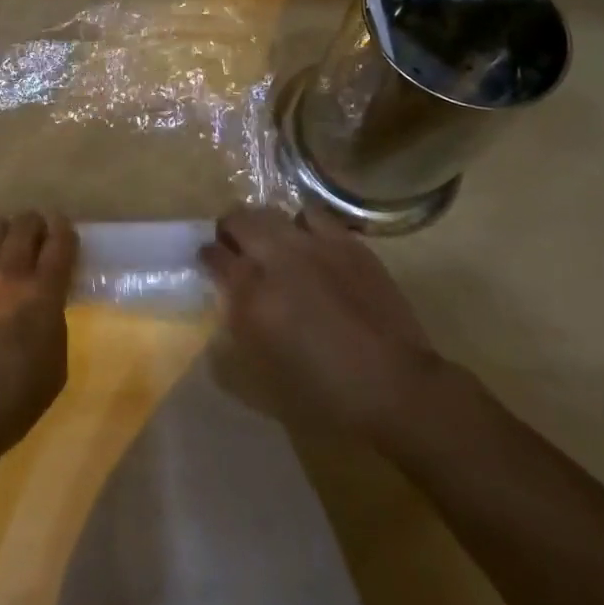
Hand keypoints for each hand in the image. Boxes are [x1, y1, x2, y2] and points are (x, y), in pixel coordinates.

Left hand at [0, 212, 77, 462]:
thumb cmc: (10, 402)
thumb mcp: (55, 367)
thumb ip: (53, 323)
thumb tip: (46, 302)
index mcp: (41, 295)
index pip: (60, 242)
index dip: (64, 231)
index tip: (62, 232)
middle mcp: (7, 272)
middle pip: (25, 225)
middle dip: (34, 226)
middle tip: (33, 239)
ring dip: (2, 231)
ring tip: (0, 243)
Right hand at [199, 206, 443, 449]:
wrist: (395, 387)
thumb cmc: (325, 392)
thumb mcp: (263, 374)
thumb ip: (238, 329)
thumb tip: (228, 302)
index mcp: (251, 292)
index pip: (213, 254)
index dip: (208, 258)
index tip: (211, 266)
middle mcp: (277, 257)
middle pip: (238, 219)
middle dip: (230, 231)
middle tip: (237, 249)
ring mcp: (314, 244)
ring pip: (273, 211)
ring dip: (266, 226)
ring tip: (273, 243)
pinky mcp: (347, 242)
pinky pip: (314, 217)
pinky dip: (304, 227)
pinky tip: (312, 246)